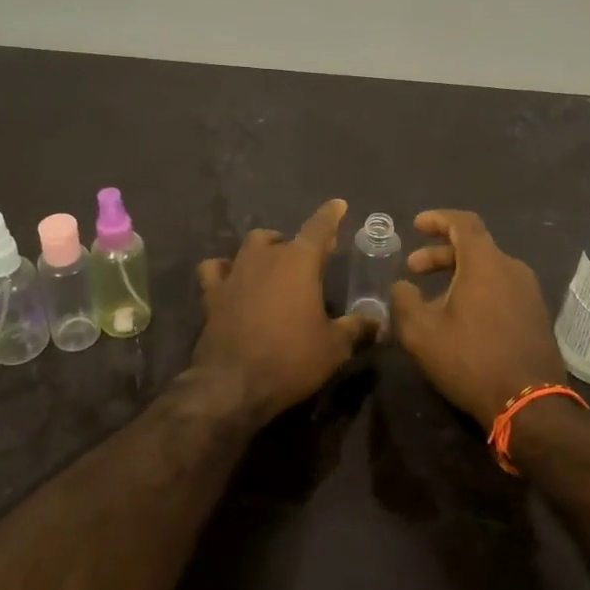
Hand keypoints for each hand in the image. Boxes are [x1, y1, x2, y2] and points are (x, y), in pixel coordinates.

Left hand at [194, 198, 376, 420]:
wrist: (233, 384)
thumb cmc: (291, 359)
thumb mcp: (334, 347)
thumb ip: (356, 328)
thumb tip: (377, 321)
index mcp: (299, 262)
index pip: (319, 227)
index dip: (331, 215)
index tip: (338, 205)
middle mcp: (265, 257)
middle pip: (284, 238)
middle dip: (298, 244)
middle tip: (310, 261)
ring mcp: (235, 272)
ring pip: (250, 246)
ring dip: (265, 250)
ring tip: (274, 265)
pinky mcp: (212, 293)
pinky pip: (216, 268)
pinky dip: (225, 269)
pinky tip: (232, 278)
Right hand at [390, 210, 567, 426]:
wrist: (529, 403)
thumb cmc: (471, 360)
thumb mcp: (422, 333)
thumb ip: (404, 301)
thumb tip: (402, 286)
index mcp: (486, 264)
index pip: (463, 223)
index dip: (438, 219)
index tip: (416, 225)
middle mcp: (512, 269)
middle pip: (474, 247)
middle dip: (440, 253)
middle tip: (413, 269)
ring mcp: (529, 292)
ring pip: (488, 270)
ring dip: (457, 275)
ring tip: (431, 300)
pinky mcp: (536, 315)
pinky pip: (501, 289)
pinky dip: (476, 290)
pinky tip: (459, 318)